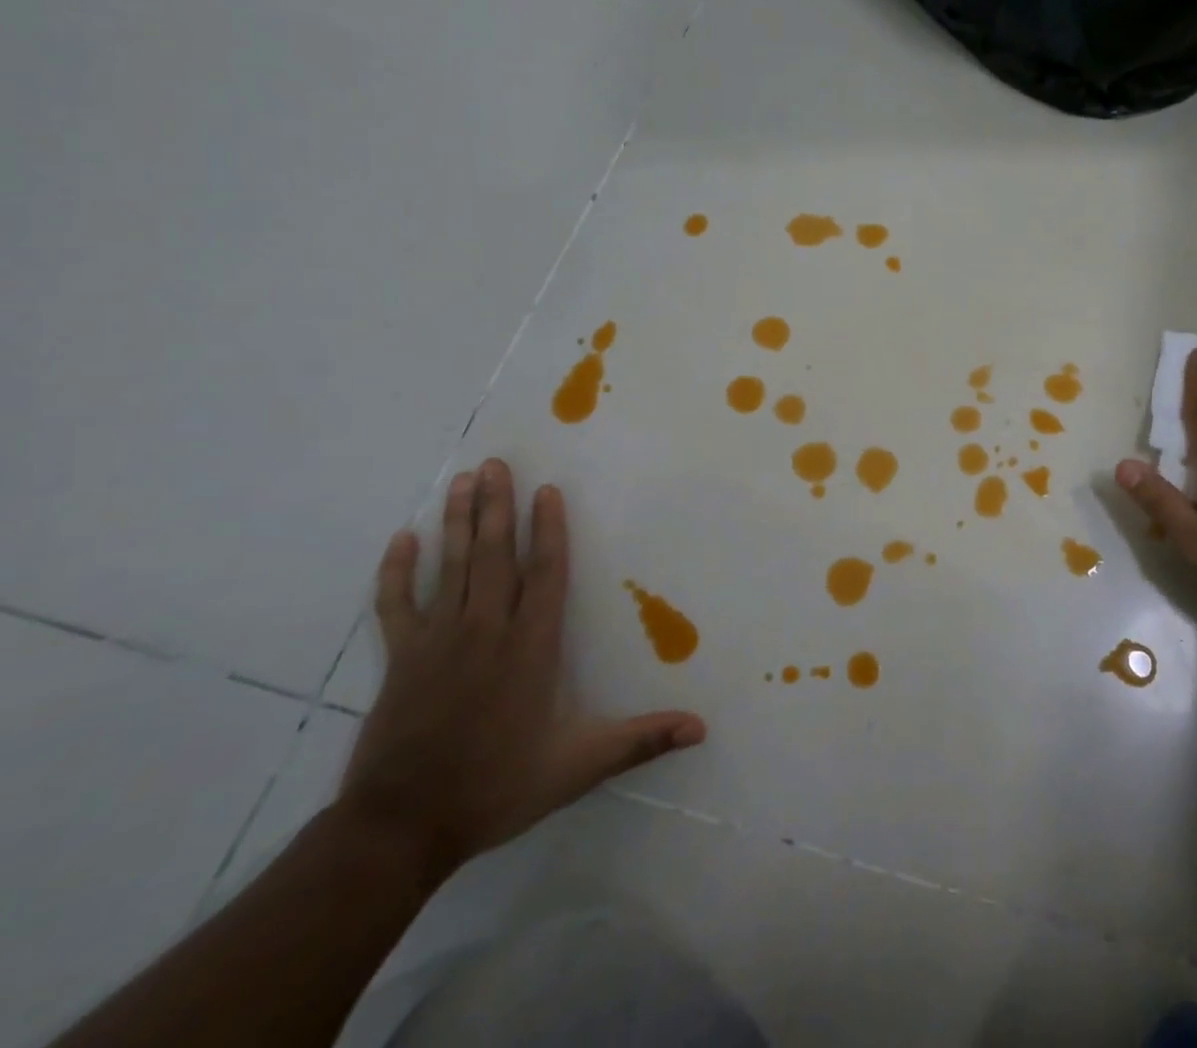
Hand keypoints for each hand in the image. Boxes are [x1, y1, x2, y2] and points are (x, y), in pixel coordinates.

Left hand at [337, 459, 704, 878]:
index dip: (549, 530)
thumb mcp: (579, 766)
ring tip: (464, 481)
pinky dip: (398, 571)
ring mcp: (439, 641)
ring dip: (459, 522)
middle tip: (497, 464)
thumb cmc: (497, 786)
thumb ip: (641, 741)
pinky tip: (403, 539)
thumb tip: (702, 728)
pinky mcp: (401, 660)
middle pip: (495, 556)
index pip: (546, 574)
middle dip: (498, 507)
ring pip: (452, 567)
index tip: (546, 490)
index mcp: (531, 646)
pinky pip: (397, 605)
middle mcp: (487, 630)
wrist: (401, 828)